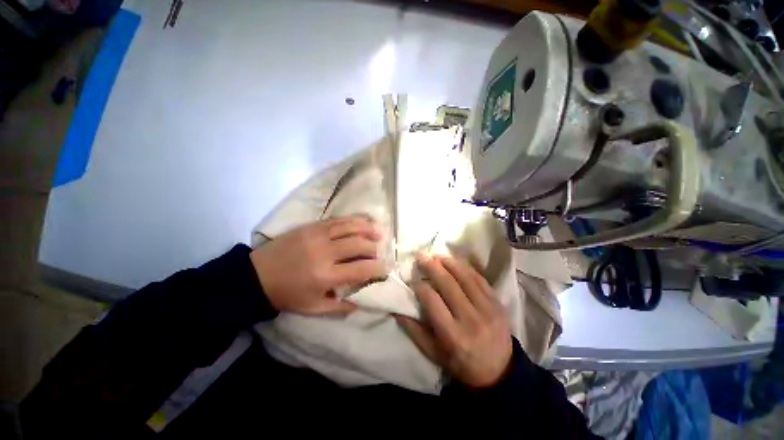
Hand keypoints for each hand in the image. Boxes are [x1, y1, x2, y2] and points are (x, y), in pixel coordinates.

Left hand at [250, 216, 386, 314]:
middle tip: (380, 252)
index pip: (361, 269)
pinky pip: (338, 220)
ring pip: (351, 228)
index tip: (387, 268)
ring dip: (368, 229)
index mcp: (326, 275)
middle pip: (359, 245)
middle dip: (374, 248)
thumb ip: (339, 307)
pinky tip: (363, 222)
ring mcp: (318, 235)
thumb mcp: (312, 308)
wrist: (256, 275)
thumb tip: (360, 304)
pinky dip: (354, 220)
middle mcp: (325, 252)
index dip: (378, 268)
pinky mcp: (312, 226)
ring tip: (379, 232)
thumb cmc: (287, 294)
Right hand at [396, 255, 512, 387]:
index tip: (413, 281)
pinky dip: (466, 268)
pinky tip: (455, 262)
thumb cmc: (461, 364)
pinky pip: (480, 279)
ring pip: (465, 277)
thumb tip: (396, 309)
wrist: (499, 373)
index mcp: (452, 335)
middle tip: (421, 257)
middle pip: (448, 284)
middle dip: (432, 267)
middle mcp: (471, 319)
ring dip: (449, 263)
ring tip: (437, 256)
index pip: (432, 301)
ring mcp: (487, 309)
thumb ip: (414, 330)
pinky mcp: (498, 303)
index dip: (420, 287)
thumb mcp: (433, 353)